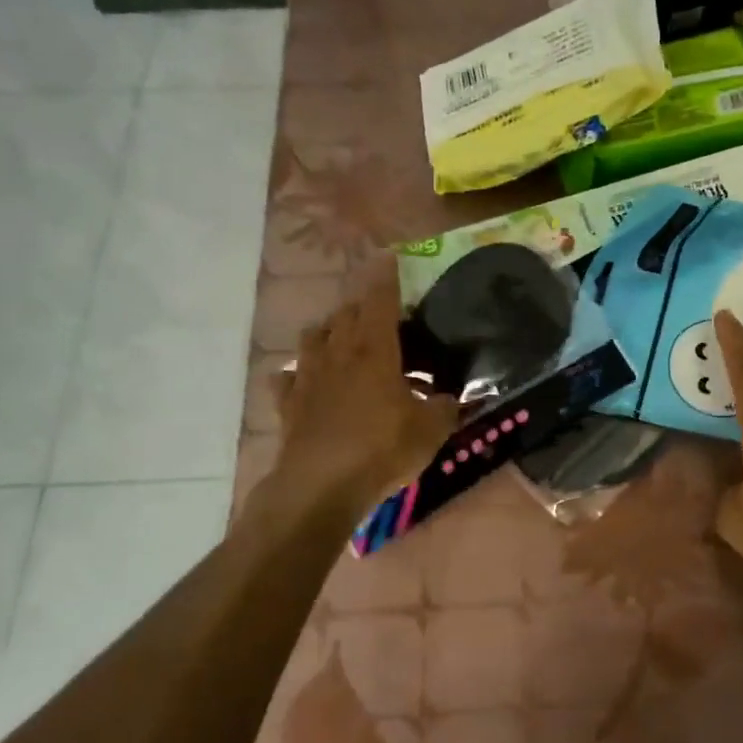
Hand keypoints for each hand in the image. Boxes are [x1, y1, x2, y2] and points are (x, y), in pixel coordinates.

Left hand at [268, 261, 458, 517]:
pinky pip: (288, 376)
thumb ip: (446, 408)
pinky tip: (309, 381)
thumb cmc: (381, 450)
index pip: (380, 301)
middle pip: (345, 314)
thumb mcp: (430, 431)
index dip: (385, 277)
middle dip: (360, 306)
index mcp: (375, 351)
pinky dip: (299, 372)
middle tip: (378, 313)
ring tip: (344, 340)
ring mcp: (309, 377)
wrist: (321, 487)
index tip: (387, 256)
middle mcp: (339, 354)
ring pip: (313, 338)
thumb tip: (453, 399)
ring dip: (328, 332)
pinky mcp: (288, 404)